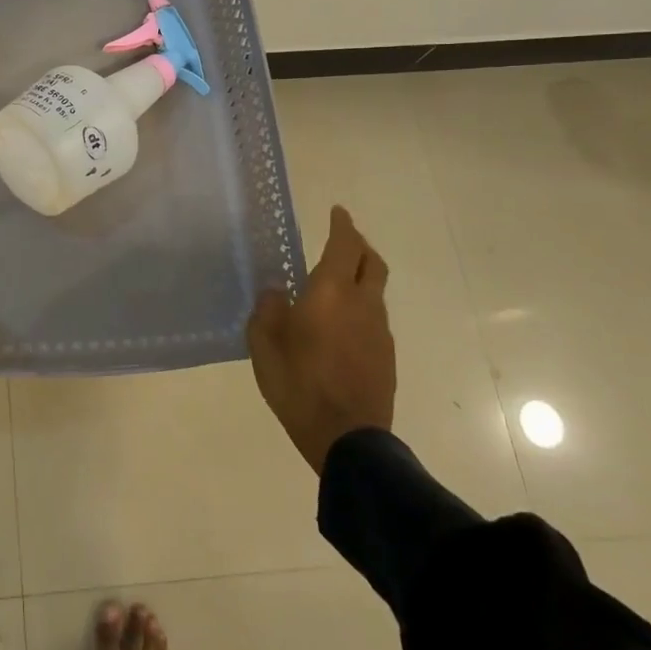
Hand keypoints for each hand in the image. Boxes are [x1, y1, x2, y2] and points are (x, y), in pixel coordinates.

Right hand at [247, 206, 394, 473]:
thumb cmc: (298, 384)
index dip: (342, 225)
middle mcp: (362, 303)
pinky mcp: (386, 356)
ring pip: (374, 290)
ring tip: (335, 285)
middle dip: (359, 245)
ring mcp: (379, 331)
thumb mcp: (264, 345)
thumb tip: (277, 292)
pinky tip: (340, 324)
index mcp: (331, 292)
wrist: (347, 438)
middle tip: (343, 238)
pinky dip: (360, 307)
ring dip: (360, 277)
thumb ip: (268, 310)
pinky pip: (373, 317)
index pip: (344, 245)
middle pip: (371, 262)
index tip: (337, 211)